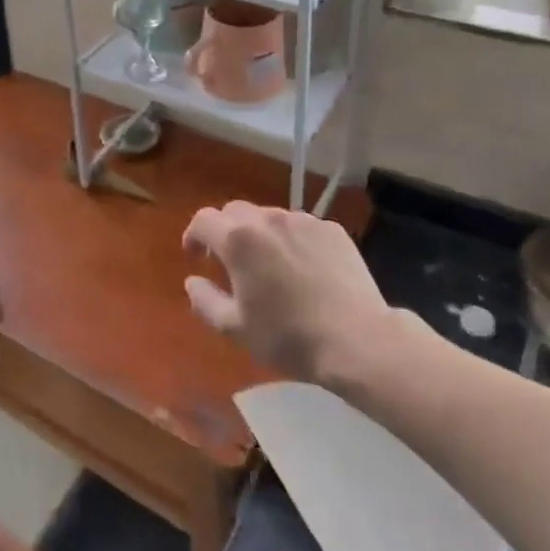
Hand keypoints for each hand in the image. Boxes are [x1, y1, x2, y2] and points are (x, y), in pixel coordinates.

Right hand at [183, 202, 404, 384]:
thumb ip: (204, 301)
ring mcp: (303, 221)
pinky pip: (300, 227)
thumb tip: (192, 282)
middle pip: (235, 211)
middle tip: (228, 260)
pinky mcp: (332, 230)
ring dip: (259, 234)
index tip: (194, 256)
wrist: (357, 339)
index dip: (194, 235)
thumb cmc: (288, 337)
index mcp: (238, 239)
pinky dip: (290, 240)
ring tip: (268, 265)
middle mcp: (268, 219)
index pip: (203, 220)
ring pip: (269, 216)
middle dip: (225, 231)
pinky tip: (301, 268)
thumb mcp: (235, 328)